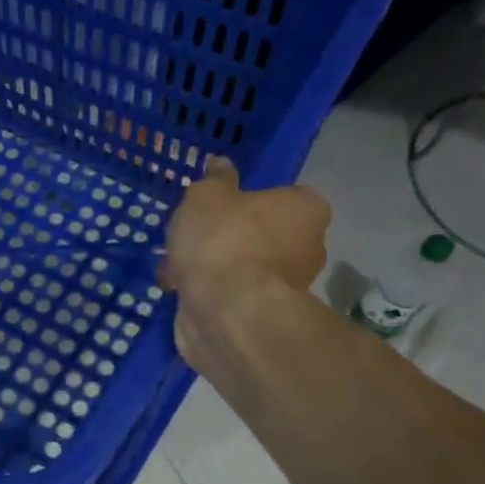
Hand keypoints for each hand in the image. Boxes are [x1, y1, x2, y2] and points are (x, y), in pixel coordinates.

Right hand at [158, 157, 329, 371]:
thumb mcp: (207, 196)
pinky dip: (209, 293)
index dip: (251, 199)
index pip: (286, 196)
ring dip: (215, 267)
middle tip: (194, 236)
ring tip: (176, 265)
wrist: (225, 310)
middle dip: (231, 237)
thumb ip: (214, 180)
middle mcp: (308, 248)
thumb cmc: (223, 240)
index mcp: (306, 210)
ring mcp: (287, 288)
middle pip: (265, 234)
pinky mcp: (262, 318)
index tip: (221, 205)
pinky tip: (180, 290)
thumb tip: (220, 165)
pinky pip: (231, 296)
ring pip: (244, 267)